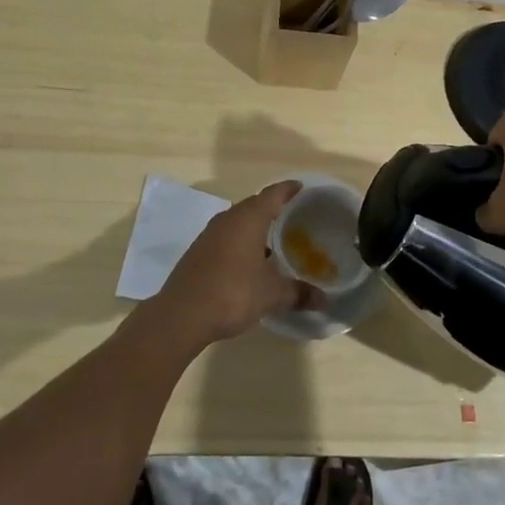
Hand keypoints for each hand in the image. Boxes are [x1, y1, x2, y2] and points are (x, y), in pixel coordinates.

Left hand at [151, 182, 318, 345]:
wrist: (181, 315)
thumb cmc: (232, 293)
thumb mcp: (271, 295)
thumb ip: (298, 293)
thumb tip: (323, 299)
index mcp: (248, 219)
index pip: (273, 194)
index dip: (288, 189)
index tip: (302, 188)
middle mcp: (228, 219)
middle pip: (254, 205)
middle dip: (273, 208)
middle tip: (293, 216)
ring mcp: (210, 234)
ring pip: (238, 221)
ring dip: (255, 227)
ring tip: (274, 240)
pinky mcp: (199, 251)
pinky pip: (226, 237)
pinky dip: (241, 242)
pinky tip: (250, 261)